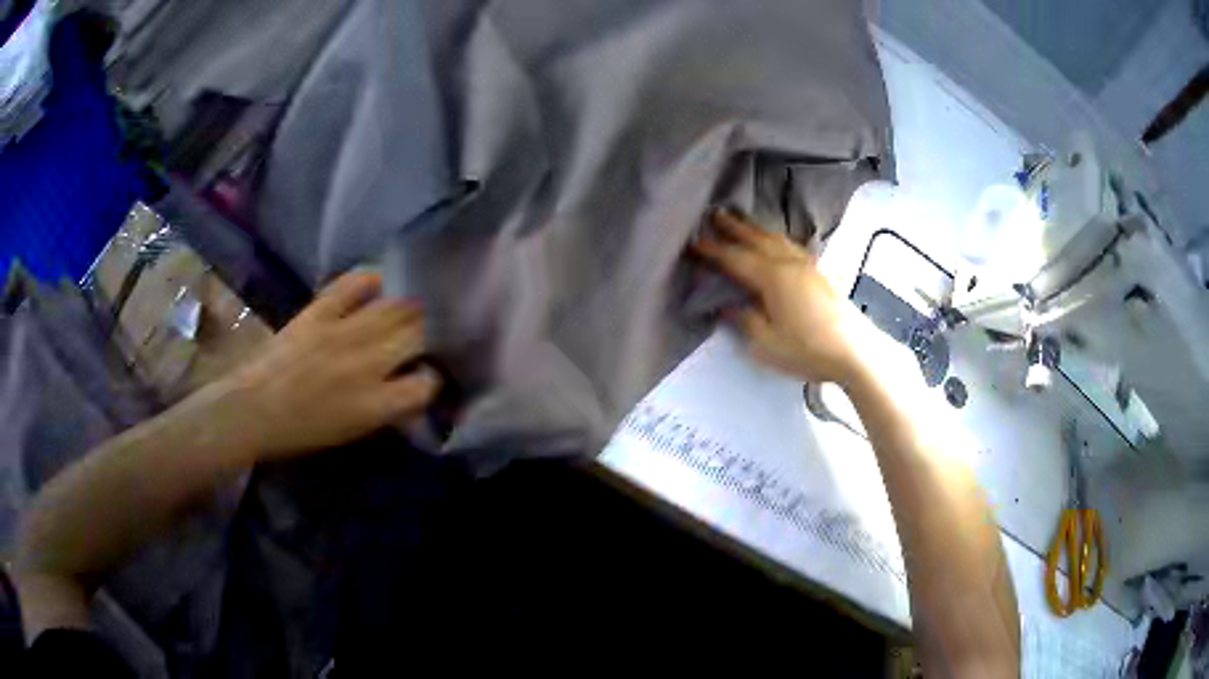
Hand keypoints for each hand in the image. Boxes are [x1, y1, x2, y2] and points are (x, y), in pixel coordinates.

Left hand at [210, 272, 440, 459]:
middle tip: (426, 335)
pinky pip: (355, 283)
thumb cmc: (302, 431)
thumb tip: (411, 389)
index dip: (431, 378)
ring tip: (412, 308)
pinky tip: (380, 284)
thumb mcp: (353, 431)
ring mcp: (342, 332)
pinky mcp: (319, 311)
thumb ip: (387, 409)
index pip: (426, 384)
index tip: (425, 376)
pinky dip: (372, 279)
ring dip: (410, 307)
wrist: (253, 409)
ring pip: (396, 307)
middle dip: (429, 335)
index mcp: (374, 404)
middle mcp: (366, 364)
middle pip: (418, 336)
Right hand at [692, 209, 868, 386]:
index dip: (713, 250)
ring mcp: (808, 265)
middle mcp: (789, 263)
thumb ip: (745, 320)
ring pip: (777, 239)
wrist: (856, 351)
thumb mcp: (766, 344)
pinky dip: (778, 239)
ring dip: (757, 229)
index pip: (735, 258)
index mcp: (772, 277)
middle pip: (757, 239)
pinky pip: (793, 246)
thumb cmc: (808, 350)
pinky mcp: (821, 273)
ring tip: (743, 222)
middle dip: (735, 227)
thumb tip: (727, 305)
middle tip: (716, 213)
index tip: (694, 241)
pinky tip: (779, 243)